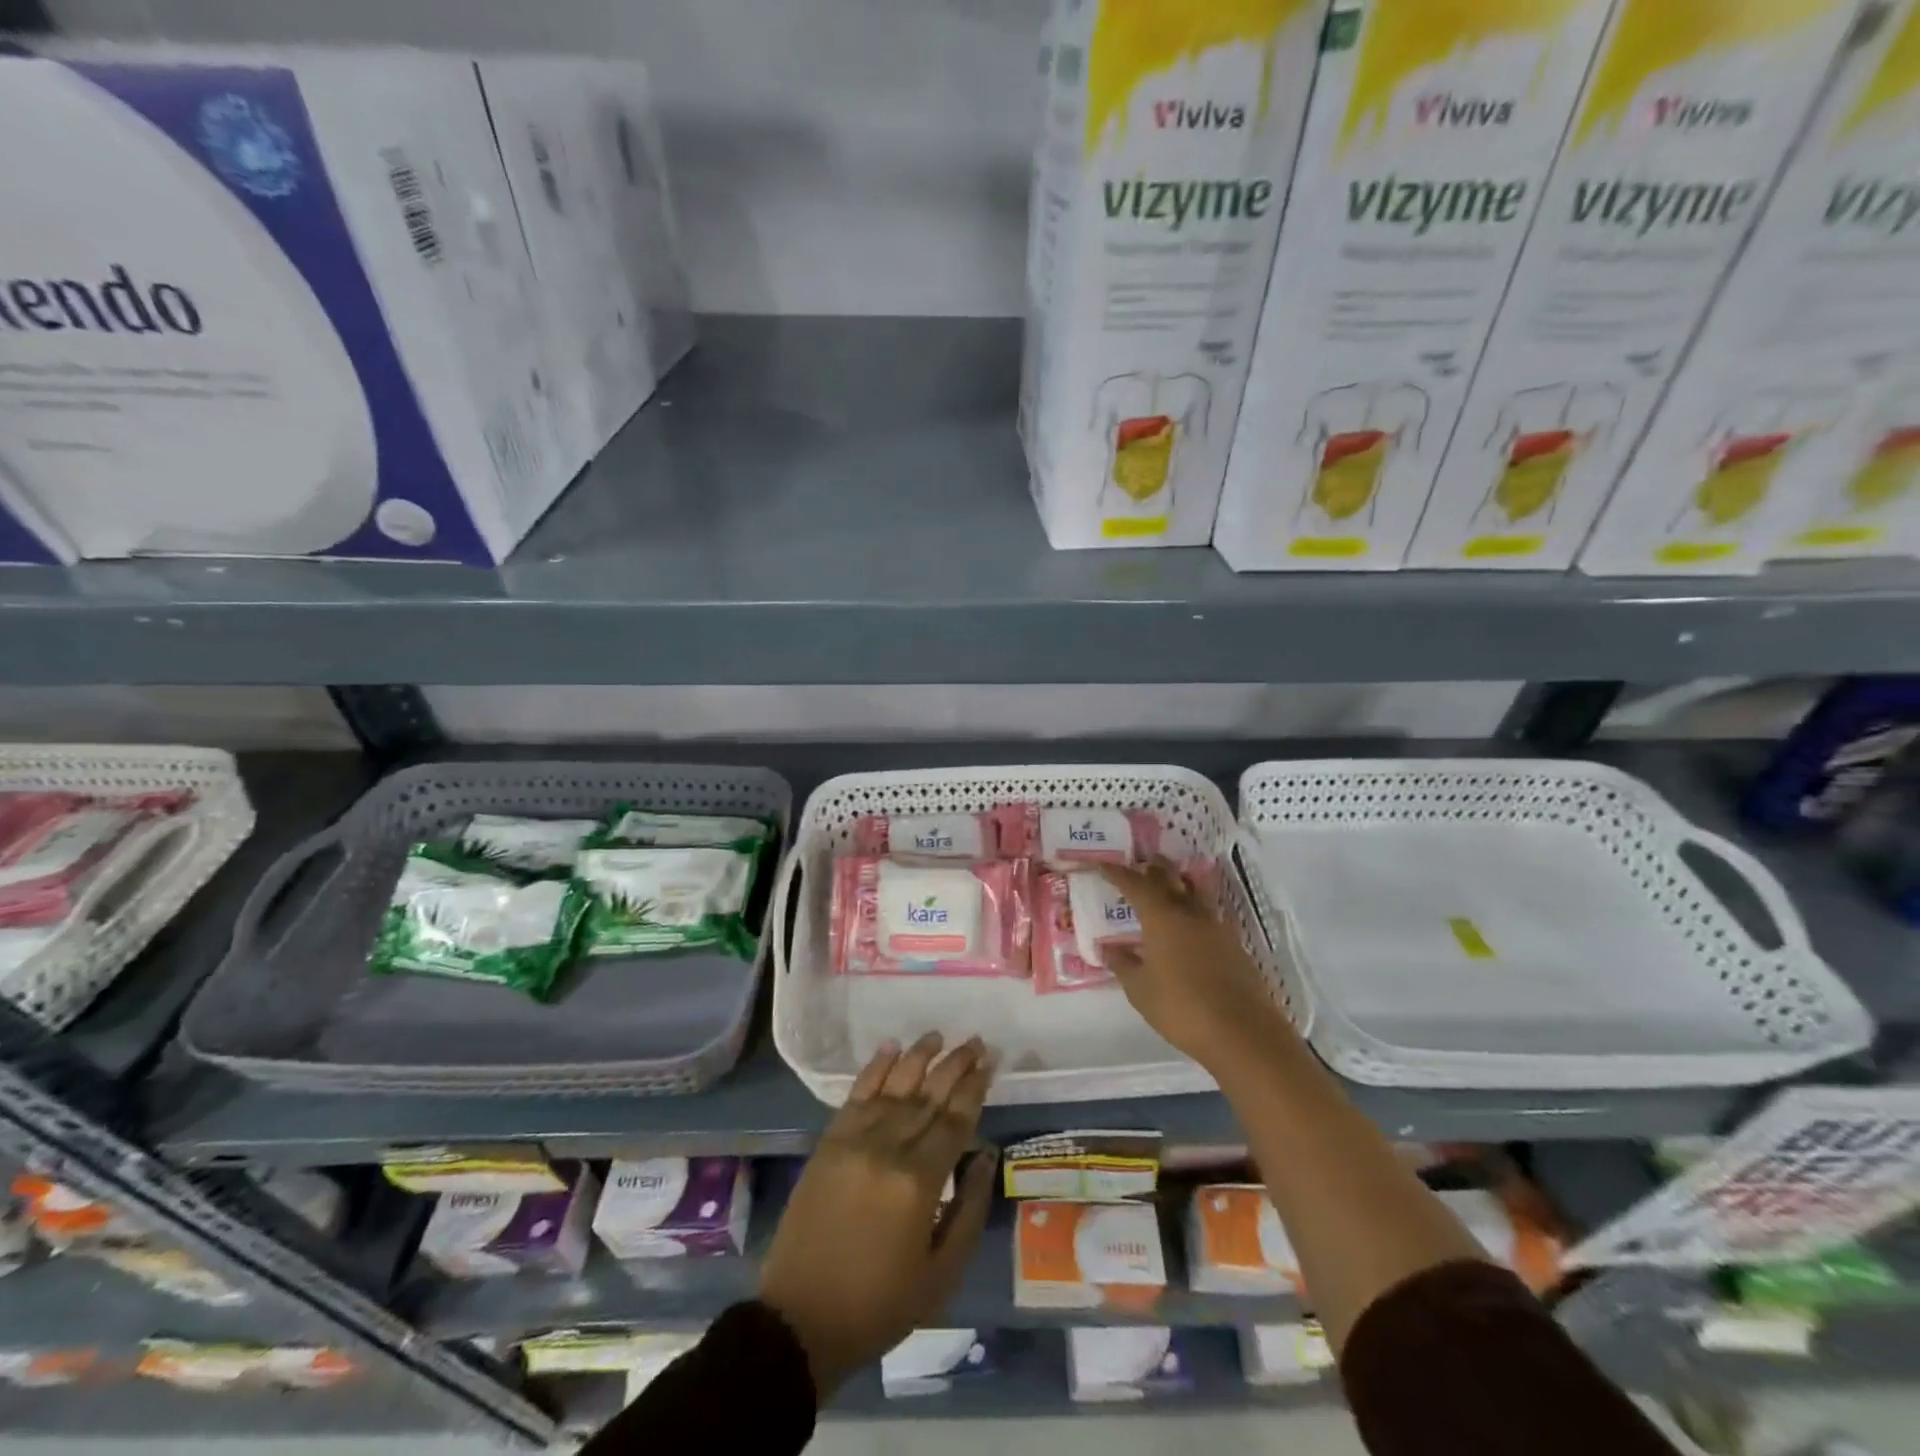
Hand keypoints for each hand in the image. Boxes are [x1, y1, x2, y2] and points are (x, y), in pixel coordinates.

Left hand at [758, 1034, 996, 1398]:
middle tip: (975, 1040)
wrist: (801, 1319)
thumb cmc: (879, 1304)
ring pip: (894, 1086)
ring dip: (918, 1057)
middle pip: (928, 1095)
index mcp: (919, 1182)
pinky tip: (890, 1048)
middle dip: (954, 1065)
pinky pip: (856, 1095)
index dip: (975, 1088)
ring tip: (937, 1036)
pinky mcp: (828, 1142)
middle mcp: (888, 1149)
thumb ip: (969, 1209)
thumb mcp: (941, 1274)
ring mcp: (854, 1141)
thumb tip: (985, 1156)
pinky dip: (875, 1068)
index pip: (955, 1121)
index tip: (990, 1061)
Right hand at [1099, 859, 1292, 1071]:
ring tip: (1166, 884)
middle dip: (1153, 868)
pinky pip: (1208, 914)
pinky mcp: (1233, 944)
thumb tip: (1108, 948)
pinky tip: (1188, 924)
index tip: (1102, 865)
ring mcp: (1216, 927)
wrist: (1242, 1032)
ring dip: (1178, 882)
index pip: (1135, 884)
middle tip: (1139, 863)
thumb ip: (1123, 964)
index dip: (1117, 873)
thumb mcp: (1140, 990)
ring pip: (1194, 891)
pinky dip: (1193, 908)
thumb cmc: (1181, 1007)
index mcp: (1162, 917)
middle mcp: (1190, 913)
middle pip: (1170, 877)